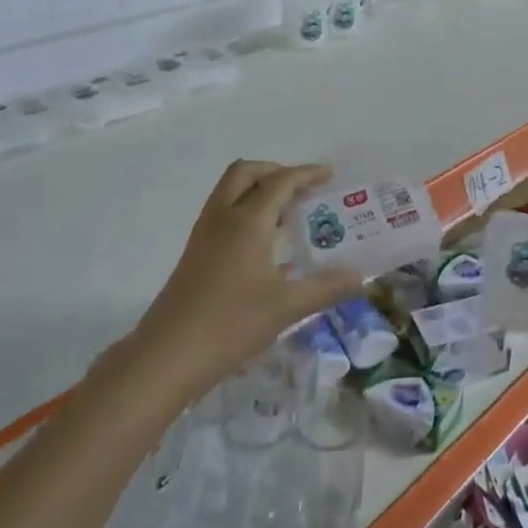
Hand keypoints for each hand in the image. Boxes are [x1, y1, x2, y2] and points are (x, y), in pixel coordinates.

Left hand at [123, 161, 360, 412]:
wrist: (167, 356)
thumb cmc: (231, 324)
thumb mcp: (288, 307)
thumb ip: (327, 288)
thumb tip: (360, 276)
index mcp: (247, 221)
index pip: (280, 181)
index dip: (307, 174)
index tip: (330, 175)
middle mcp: (223, 218)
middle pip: (246, 173)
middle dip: (276, 172)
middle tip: (302, 190)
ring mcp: (203, 236)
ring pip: (230, 192)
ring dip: (258, 191)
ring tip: (289, 215)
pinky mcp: (195, 255)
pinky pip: (223, 214)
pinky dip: (246, 212)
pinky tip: (267, 247)